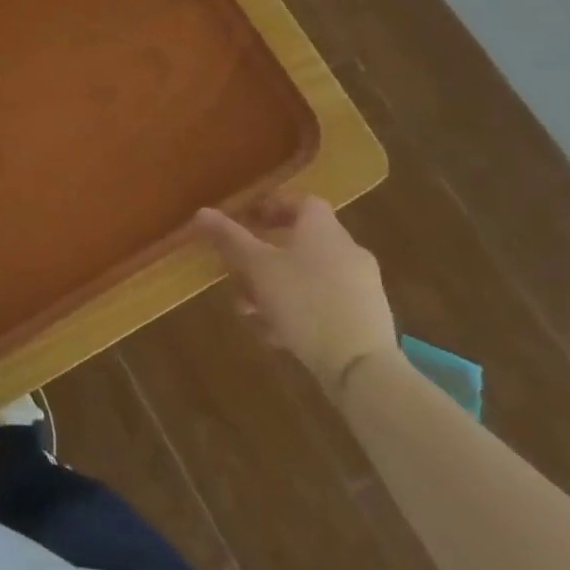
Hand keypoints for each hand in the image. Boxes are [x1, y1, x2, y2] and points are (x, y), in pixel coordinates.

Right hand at [194, 190, 396, 391]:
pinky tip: (275, 335)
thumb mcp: (257, 268)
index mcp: (323, 230)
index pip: (301, 202)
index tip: (248, 222)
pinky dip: (298, 310)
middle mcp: (347, 251)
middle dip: (264, 258)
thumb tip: (202, 212)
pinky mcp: (366, 319)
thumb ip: (230, 238)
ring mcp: (361, 286)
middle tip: (238, 273)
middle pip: (300, 242)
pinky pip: (324, 303)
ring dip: (275, 288)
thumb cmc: (305, 303)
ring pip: (308, 276)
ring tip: (249, 312)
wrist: (362, 368)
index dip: (273, 207)